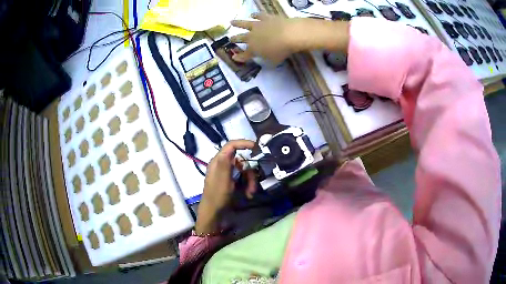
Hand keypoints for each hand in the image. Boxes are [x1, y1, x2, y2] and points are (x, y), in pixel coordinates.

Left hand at [195, 140, 255, 234]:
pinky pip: (244, 180)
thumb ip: (226, 162)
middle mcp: (223, 166)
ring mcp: (228, 175)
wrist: (214, 214)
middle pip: (242, 161)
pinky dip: (248, 186)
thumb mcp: (223, 179)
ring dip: (250, 181)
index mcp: (218, 162)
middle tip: (253, 184)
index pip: (231, 146)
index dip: (243, 143)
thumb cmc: (217, 196)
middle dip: (249, 172)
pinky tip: (248, 195)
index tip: (255, 146)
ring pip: (245, 171)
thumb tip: (231, 145)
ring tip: (251, 192)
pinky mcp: (232, 184)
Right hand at [230, 13, 349, 63]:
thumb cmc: (281, 51)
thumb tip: (265, 58)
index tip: (234, 57)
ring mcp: (258, 26)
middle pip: (241, 38)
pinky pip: (259, 16)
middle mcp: (252, 37)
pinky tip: (252, 14)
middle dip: (235, 39)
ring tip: (232, 22)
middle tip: (230, 39)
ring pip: (245, 24)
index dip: (239, 57)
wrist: (289, 34)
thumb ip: (267, 59)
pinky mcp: (266, 18)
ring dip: (238, 23)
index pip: (244, 55)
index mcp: (253, 49)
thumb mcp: (274, 60)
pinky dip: (255, 15)